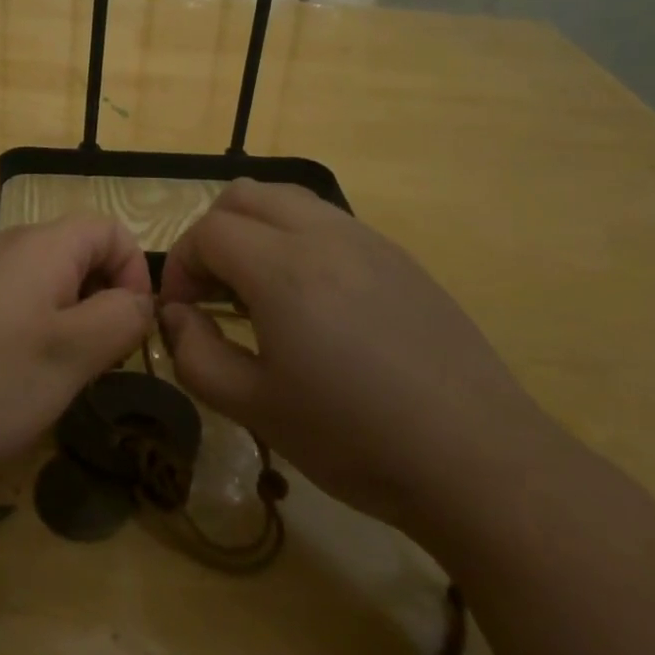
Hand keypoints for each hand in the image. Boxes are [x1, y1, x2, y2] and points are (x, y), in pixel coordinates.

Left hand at [0, 217, 154, 495]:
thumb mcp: (75, 353)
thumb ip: (122, 318)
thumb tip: (139, 301)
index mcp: (43, 244)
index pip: (110, 230)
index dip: (135, 273)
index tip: (132, 329)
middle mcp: (9, 246)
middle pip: (80, 253)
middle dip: (105, 299)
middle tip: (103, 358)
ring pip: (49, 281)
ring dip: (72, 319)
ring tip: (65, 372)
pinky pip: (17, 302)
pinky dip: (37, 330)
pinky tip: (21, 376)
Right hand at [158, 180, 556, 535]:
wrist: (477, 459)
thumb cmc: (355, 437)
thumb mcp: (255, 407)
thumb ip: (195, 355)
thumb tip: (177, 315)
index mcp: (282, 268)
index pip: (207, 231)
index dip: (180, 265)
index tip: (182, 310)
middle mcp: (323, 234)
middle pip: (243, 195)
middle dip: (212, 234)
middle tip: (213, 291)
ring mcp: (367, 240)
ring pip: (288, 199)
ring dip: (255, 230)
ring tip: (259, 291)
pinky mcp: (399, 257)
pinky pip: (329, 222)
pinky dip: (297, 239)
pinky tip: (313, 301)